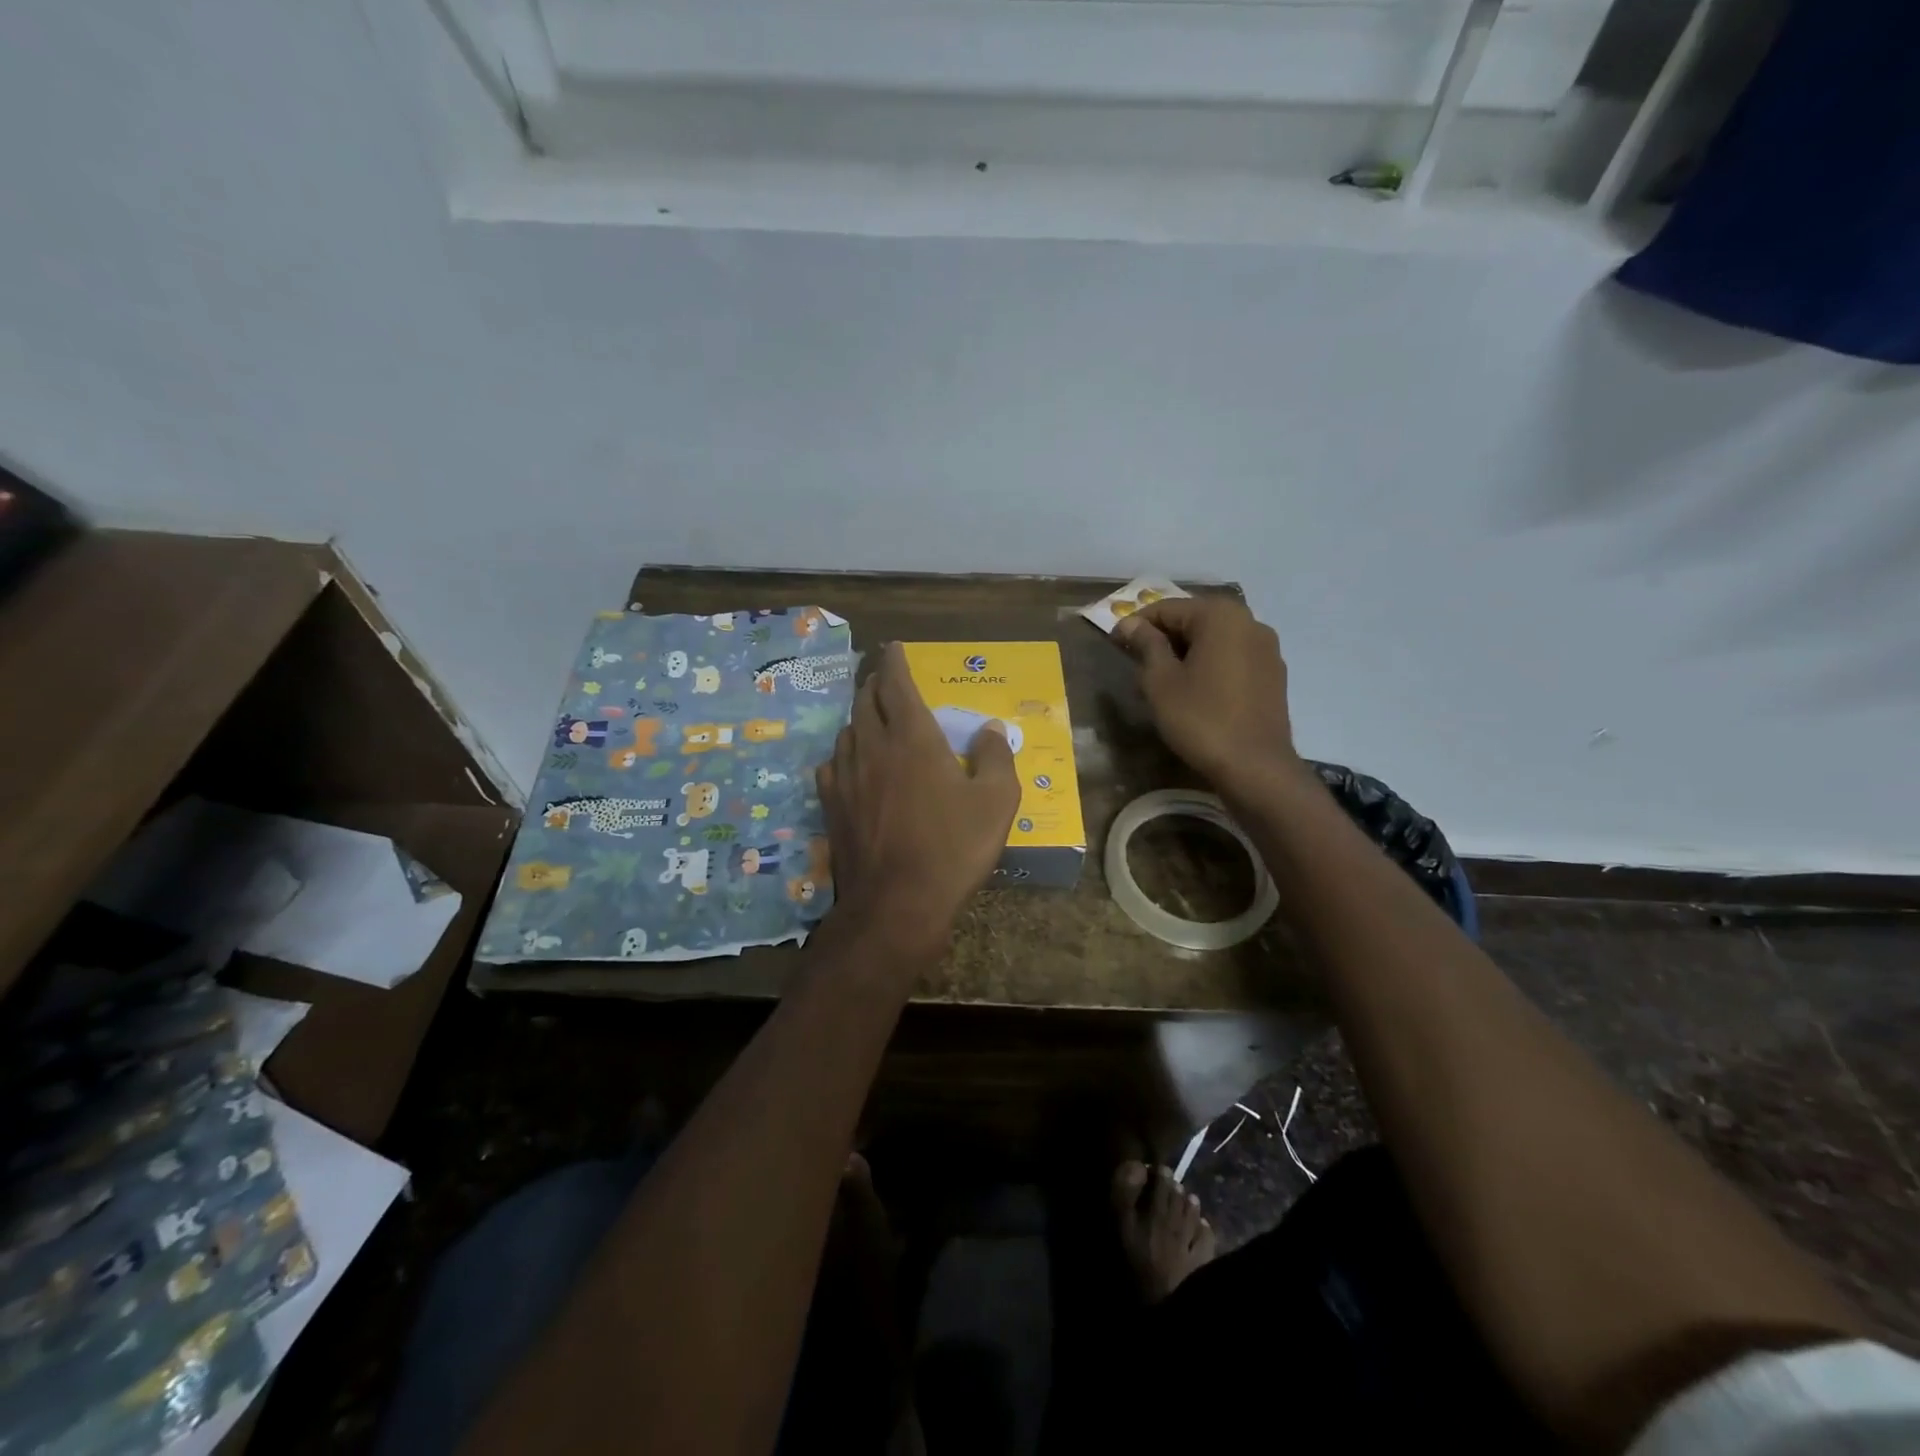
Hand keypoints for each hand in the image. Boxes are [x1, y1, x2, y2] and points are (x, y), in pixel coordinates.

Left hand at [818, 643, 1020, 947]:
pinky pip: (833, 764)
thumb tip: (989, 728)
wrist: (897, 903)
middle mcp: (873, 747)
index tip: (893, 648)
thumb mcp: (997, 801)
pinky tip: (851, 762)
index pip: (897, 684)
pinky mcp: (831, 805)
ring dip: (859, 715)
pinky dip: (844, 752)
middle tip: (884, 676)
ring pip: (847, 730)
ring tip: (870, 715)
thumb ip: (996, 757)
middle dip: (875, 682)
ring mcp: (846, 776)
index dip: (895, 662)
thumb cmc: (954, 848)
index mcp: (912, 737)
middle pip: (865, 700)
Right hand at [1114, 597, 1302, 794]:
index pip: (1167, 608)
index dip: (1136, 624)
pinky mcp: (1274, 674)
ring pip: (1214, 640)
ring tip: (1163, 681)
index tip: (1115, 644)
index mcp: (1220, 616)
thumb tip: (1130, 622)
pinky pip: (1233, 658)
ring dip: (1186, 653)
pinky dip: (1209, 666)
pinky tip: (1195, 692)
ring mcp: (1267, 649)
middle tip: (1136, 664)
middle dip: (1163, 639)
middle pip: (1194, 620)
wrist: (1255, 767)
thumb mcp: (1161, 681)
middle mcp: (1249, 622)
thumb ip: (1146, 645)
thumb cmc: (1201, 719)